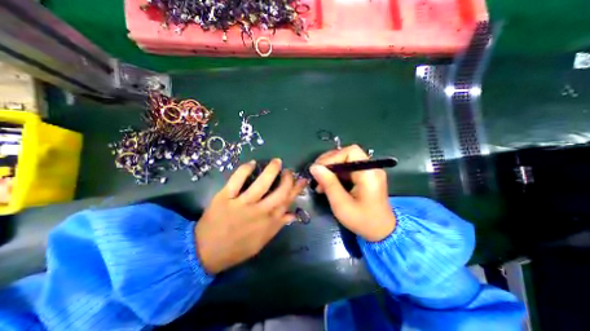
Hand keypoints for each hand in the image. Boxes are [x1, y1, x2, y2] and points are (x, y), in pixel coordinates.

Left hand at [196, 159, 305, 271]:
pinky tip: (251, 163)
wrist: (206, 253)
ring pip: (261, 184)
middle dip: (288, 178)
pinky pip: (236, 180)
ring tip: (276, 161)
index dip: (297, 188)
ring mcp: (242, 204)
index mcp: (269, 222)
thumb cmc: (237, 248)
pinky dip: (244, 170)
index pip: (288, 201)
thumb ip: (277, 226)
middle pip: (280, 191)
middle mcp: (259, 212)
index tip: (301, 179)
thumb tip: (292, 215)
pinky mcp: (225, 198)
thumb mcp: (261, 242)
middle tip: (288, 170)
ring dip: (271, 170)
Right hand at [309, 146, 395, 241]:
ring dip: (330, 170)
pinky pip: (346, 170)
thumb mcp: (342, 204)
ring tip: (319, 184)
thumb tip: (314, 167)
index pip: (350, 152)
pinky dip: (335, 176)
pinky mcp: (364, 177)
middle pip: (346, 155)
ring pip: (344, 162)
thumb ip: (328, 184)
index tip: (319, 170)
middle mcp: (370, 168)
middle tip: (316, 175)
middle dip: (329, 163)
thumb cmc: (363, 221)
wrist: (381, 232)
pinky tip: (326, 186)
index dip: (333, 157)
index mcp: (369, 173)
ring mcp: (367, 172)